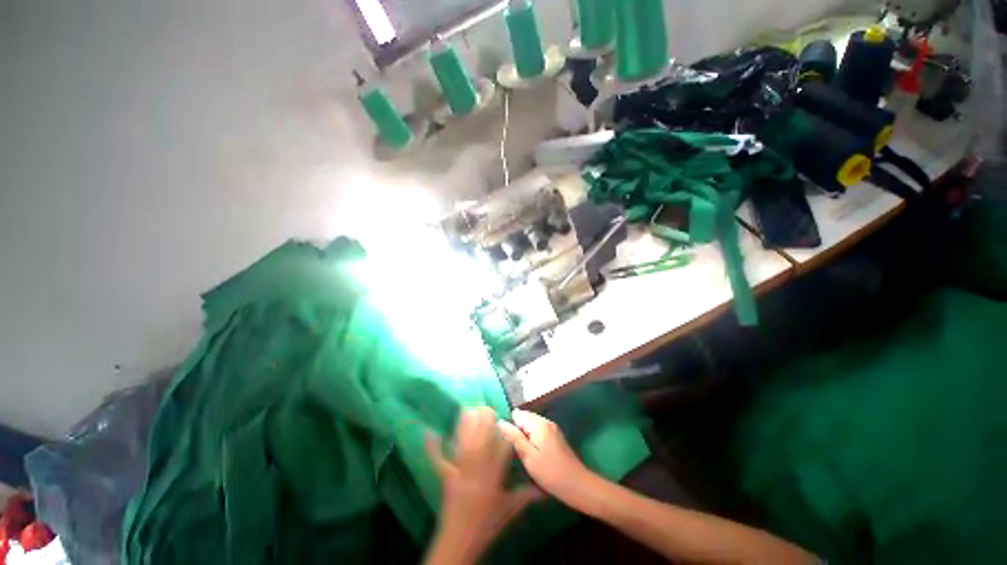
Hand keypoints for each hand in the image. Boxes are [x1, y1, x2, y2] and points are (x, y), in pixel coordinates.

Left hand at [425, 407, 539, 564]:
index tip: (506, 421)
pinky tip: (430, 433)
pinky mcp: (446, 477)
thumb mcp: (508, 510)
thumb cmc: (486, 524)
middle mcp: (477, 473)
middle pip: (481, 443)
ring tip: (466, 409)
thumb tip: (543, 489)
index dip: (504, 435)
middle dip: (483, 424)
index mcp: (493, 480)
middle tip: (485, 406)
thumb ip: (525, 496)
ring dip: (464, 427)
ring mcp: (459, 474)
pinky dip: (434, 447)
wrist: (459, 541)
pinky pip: (439, 460)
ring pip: (464, 446)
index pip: (501, 452)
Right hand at [497, 409, 596, 511]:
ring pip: (532, 425)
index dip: (509, 425)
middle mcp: (546, 422)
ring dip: (524, 434)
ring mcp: (553, 429)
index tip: (503, 440)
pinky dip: (532, 438)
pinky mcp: (556, 437)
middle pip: (526, 418)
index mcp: (539, 424)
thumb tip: (501, 422)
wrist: (578, 485)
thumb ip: (514, 437)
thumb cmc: (550, 472)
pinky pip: (539, 431)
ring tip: (517, 451)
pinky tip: (530, 452)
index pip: (518, 415)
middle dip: (516, 429)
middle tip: (509, 447)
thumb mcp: (528, 456)